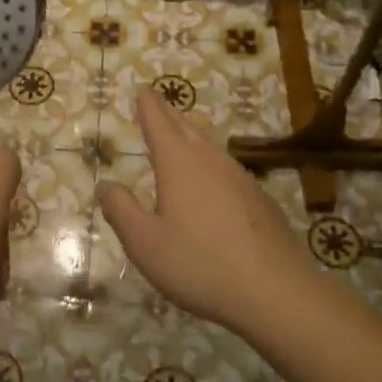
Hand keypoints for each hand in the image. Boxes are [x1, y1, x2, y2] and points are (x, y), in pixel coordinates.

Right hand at [97, 88, 321, 338]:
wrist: (276, 292)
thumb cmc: (200, 265)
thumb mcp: (145, 244)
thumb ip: (121, 210)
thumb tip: (105, 184)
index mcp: (179, 165)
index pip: (159, 123)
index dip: (148, 105)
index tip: (143, 89)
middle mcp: (211, 161)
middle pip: (187, 128)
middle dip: (169, 114)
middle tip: (158, 103)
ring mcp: (241, 178)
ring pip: (210, 147)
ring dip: (192, 136)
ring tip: (181, 136)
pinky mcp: (260, 200)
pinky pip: (227, 169)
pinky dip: (211, 163)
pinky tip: (213, 182)